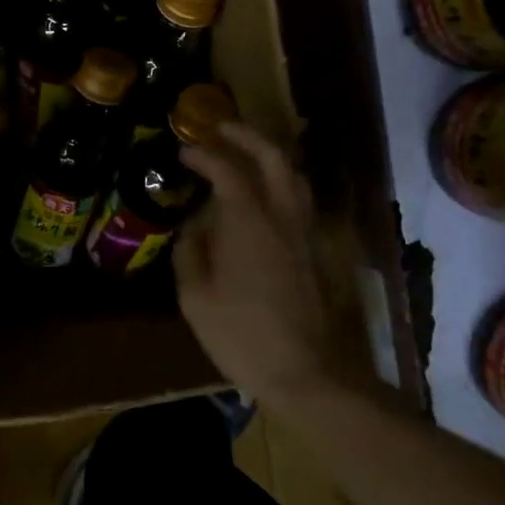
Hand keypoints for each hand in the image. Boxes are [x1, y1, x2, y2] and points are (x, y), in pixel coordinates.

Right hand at [177, 123, 365, 404]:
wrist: (310, 375)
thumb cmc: (243, 336)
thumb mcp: (196, 298)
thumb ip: (191, 252)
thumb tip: (193, 226)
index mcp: (249, 222)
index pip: (227, 170)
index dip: (203, 154)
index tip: (183, 150)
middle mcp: (284, 216)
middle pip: (273, 157)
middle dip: (246, 135)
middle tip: (220, 128)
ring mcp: (308, 233)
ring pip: (295, 176)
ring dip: (269, 156)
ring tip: (245, 156)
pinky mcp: (321, 252)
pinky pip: (301, 201)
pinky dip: (282, 184)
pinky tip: (265, 199)